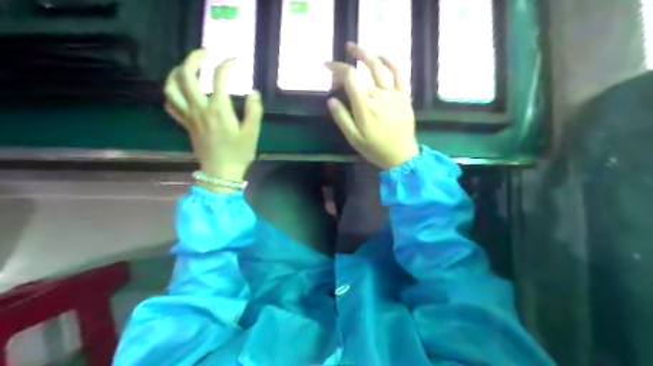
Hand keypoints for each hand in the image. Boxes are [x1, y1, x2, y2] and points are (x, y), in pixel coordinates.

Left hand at [164, 49, 262, 190]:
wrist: (220, 174)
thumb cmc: (238, 154)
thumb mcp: (252, 134)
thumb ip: (254, 111)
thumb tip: (253, 92)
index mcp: (219, 110)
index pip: (219, 79)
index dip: (227, 65)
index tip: (235, 60)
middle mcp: (200, 109)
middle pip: (186, 75)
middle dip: (194, 58)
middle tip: (206, 53)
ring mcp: (189, 117)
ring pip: (172, 88)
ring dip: (176, 72)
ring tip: (186, 67)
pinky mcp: (186, 125)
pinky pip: (171, 105)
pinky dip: (172, 93)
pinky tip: (180, 91)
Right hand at [326, 42, 417, 169]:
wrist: (401, 156)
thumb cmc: (375, 148)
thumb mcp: (353, 138)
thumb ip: (342, 118)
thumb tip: (331, 99)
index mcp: (365, 107)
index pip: (350, 78)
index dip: (338, 68)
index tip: (328, 66)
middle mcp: (379, 95)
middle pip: (361, 73)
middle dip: (347, 68)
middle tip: (339, 59)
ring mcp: (394, 94)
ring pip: (380, 68)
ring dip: (366, 55)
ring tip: (355, 48)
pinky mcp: (404, 95)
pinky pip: (400, 73)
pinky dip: (391, 62)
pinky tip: (382, 57)